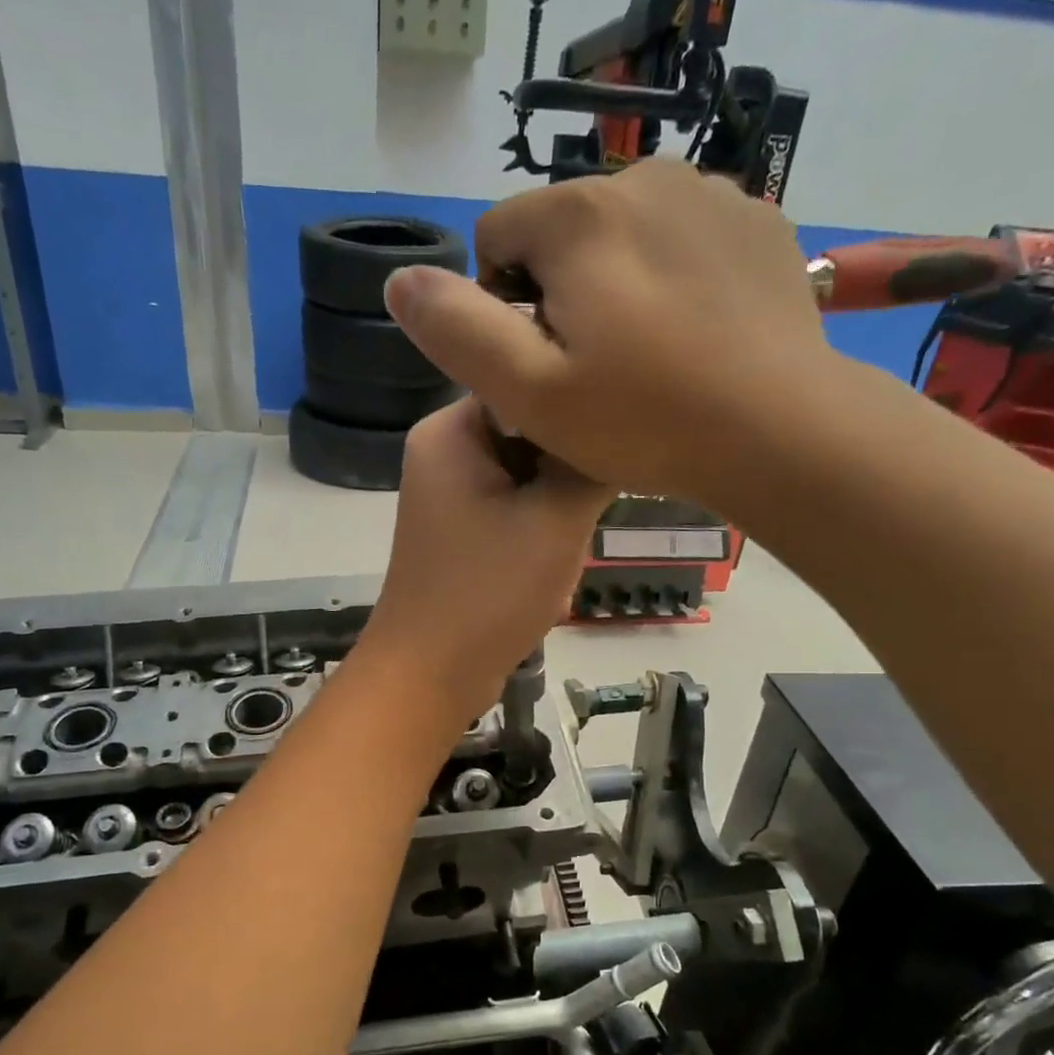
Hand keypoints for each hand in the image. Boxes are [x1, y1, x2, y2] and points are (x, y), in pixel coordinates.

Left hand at [357, 398, 609, 728]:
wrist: (430, 675)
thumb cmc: (489, 592)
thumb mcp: (557, 518)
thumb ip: (593, 462)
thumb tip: (624, 426)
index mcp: (451, 430)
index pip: (529, 380)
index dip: (579, 404)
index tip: (622, 434)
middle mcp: (444, 451)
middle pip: (531, 428)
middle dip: (570, 461)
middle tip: (605, 491)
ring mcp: (449, 494)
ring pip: (528, 471)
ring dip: (560, 498)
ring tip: (581, 528)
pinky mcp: (460, 531)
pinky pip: (513, 506)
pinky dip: (541, 523)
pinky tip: (560, 550)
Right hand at [383, 159, 844, 511]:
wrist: (781, 430)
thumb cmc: (645, 419)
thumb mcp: (530, 393)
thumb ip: (457, 332)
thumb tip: (399, 280)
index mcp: (578, 215)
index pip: (497, 237)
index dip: (501, 307)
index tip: (541, 366)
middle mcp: (643, 177)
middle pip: (561, 233)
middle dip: (559, 294)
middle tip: (595, 373)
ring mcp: (711, 194)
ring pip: (622, 234)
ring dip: (615, 285)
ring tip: (647, 358)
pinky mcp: (758, 221)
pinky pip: (682, 239)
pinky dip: (672, 278)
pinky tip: (694, 337)